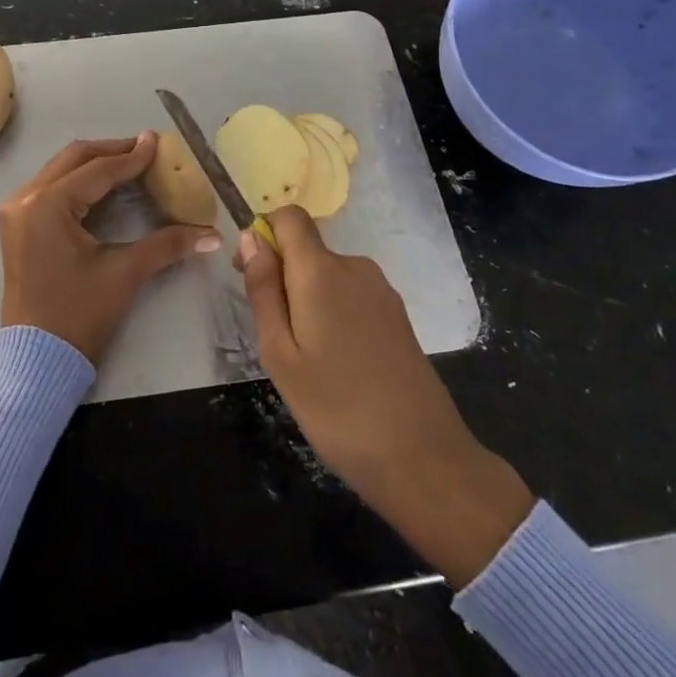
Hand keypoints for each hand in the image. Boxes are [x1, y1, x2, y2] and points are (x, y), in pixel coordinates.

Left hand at [0, 133, 221, 363]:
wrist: (37, 358)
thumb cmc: (79, 314)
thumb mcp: (124, 274)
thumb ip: (168, 245)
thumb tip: (213, 235)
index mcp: (47, 205)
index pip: (97, 170)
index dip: (131, 156)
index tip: (158, 142)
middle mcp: (25, 198)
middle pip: (73, 158)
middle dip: (111, 151)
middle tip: (145, 148)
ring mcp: (16, 211)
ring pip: (59, 170)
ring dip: (94, 163)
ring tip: (129, 162)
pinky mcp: (17, 224)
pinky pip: (50, 187)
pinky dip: (78, 180)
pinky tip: (104, 186)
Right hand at [238, 207, 533, 583]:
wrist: (424, 460)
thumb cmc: (337, 409)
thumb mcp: (280, 353)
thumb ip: (263, 289)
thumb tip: (251, 236)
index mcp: (321, 271)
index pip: (289, 216)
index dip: (265, 234)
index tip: (252, 274)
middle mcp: (355, 267)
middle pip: (307, 249)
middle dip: (283, 277)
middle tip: (276, 337)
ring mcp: (382, 291)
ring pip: (328, 276)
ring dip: (308, 300)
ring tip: (308, 360)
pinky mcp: (398, 316)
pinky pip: (352, 295)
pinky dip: (334, 314)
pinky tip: (339, 364)